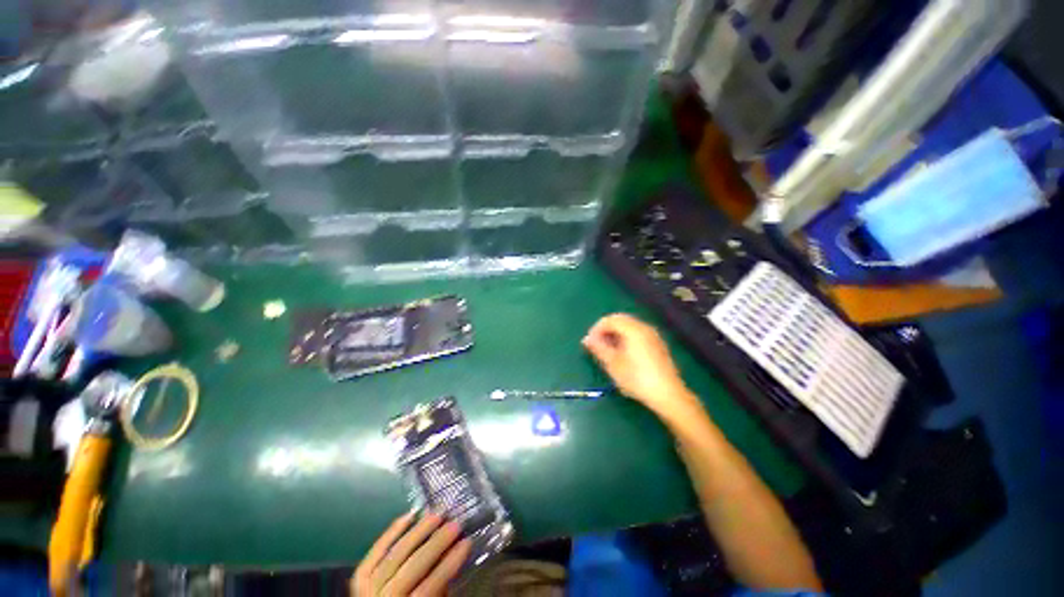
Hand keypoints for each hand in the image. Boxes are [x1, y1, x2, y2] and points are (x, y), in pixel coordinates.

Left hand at [351, 511, 470, 596]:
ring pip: (395, 554)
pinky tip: (410, 515)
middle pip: (411, 568)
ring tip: (438, 514)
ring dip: (419, 531)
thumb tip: (453, 554)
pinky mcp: (360, 576)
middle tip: (455, 523)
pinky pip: (376, 550)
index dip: (448, 566)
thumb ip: (439, 589)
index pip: (427, 589)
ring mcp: (366, 588)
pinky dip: (393, 531)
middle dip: (436, 544)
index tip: (467, 543)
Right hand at [582, 313, 697, 417]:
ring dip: (615, 334)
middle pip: (620, 320)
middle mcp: (644, 327)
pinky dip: (626, 338)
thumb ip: (598, 348)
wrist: (669, 395)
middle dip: (605, 330)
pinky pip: (637, 334)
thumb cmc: (637, 378)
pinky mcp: (657, 345)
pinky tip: (623, 355)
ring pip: (629, 327)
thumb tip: (587, 339)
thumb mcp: (613, 364)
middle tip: (597, 346)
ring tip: (608, 351)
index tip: (590, 344)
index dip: (596, 329)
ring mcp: (653, 335)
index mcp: (633, 329)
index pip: (609, 320)